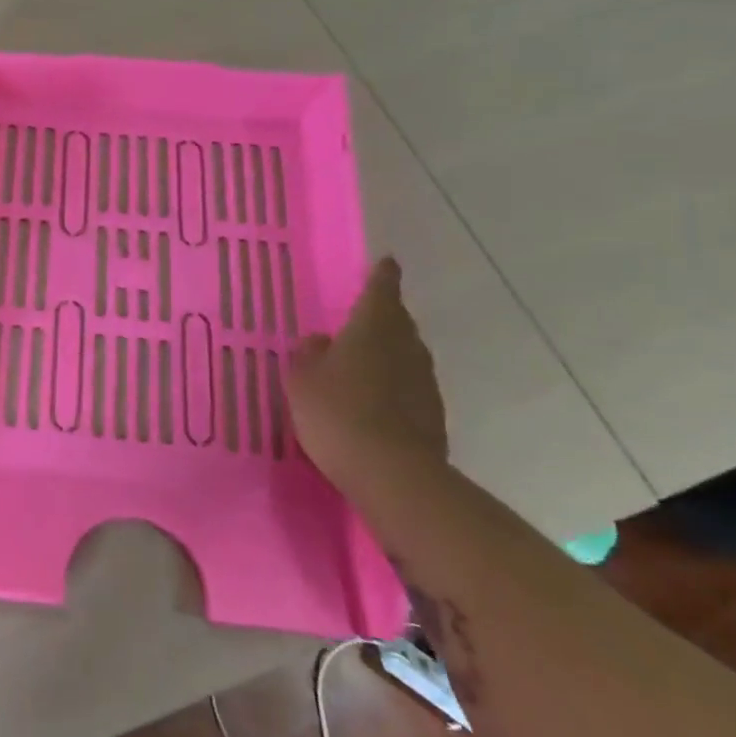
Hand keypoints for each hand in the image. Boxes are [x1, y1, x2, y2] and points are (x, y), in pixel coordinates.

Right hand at [287, 257, 447, 491]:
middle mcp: (405, 347)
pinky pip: (410, 387)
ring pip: (406, 354)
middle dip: (384, 316)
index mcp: (372, 328)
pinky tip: (375, 400)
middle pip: (398, 322)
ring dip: (389, 352)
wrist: (392, 473)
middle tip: (364, 316)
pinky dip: (394, 385)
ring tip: (364, 361)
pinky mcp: (432, 415)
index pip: (381, 291)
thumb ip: (309, 355)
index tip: (386, 263)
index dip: (382, 276)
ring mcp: (424, 382)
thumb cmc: (337, 412)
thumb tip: (320, 342)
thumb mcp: (302, 380)